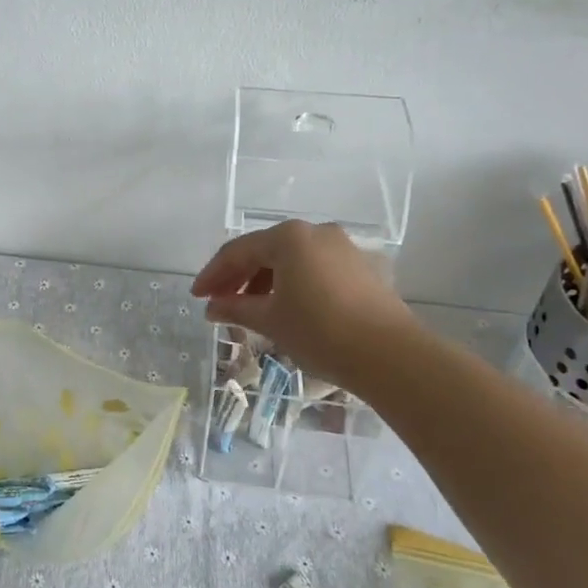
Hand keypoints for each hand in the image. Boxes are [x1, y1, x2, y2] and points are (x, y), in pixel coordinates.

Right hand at [190, 221, 414, 387]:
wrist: (390, 355)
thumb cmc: (319, 331)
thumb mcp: (270, 320)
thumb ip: (236, 307)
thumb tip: (213, 307)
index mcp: (288, 237)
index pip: (237, 251)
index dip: (213, 275)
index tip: (197, 297)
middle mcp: (316, 232)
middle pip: (265, 251)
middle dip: (239, 277)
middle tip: (219, 303)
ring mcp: (343, 248)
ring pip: (292, 259)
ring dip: (266, 281)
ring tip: (250, 310)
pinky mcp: (362, 268)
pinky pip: (315, 269)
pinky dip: (293, 284)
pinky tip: (286, 308)